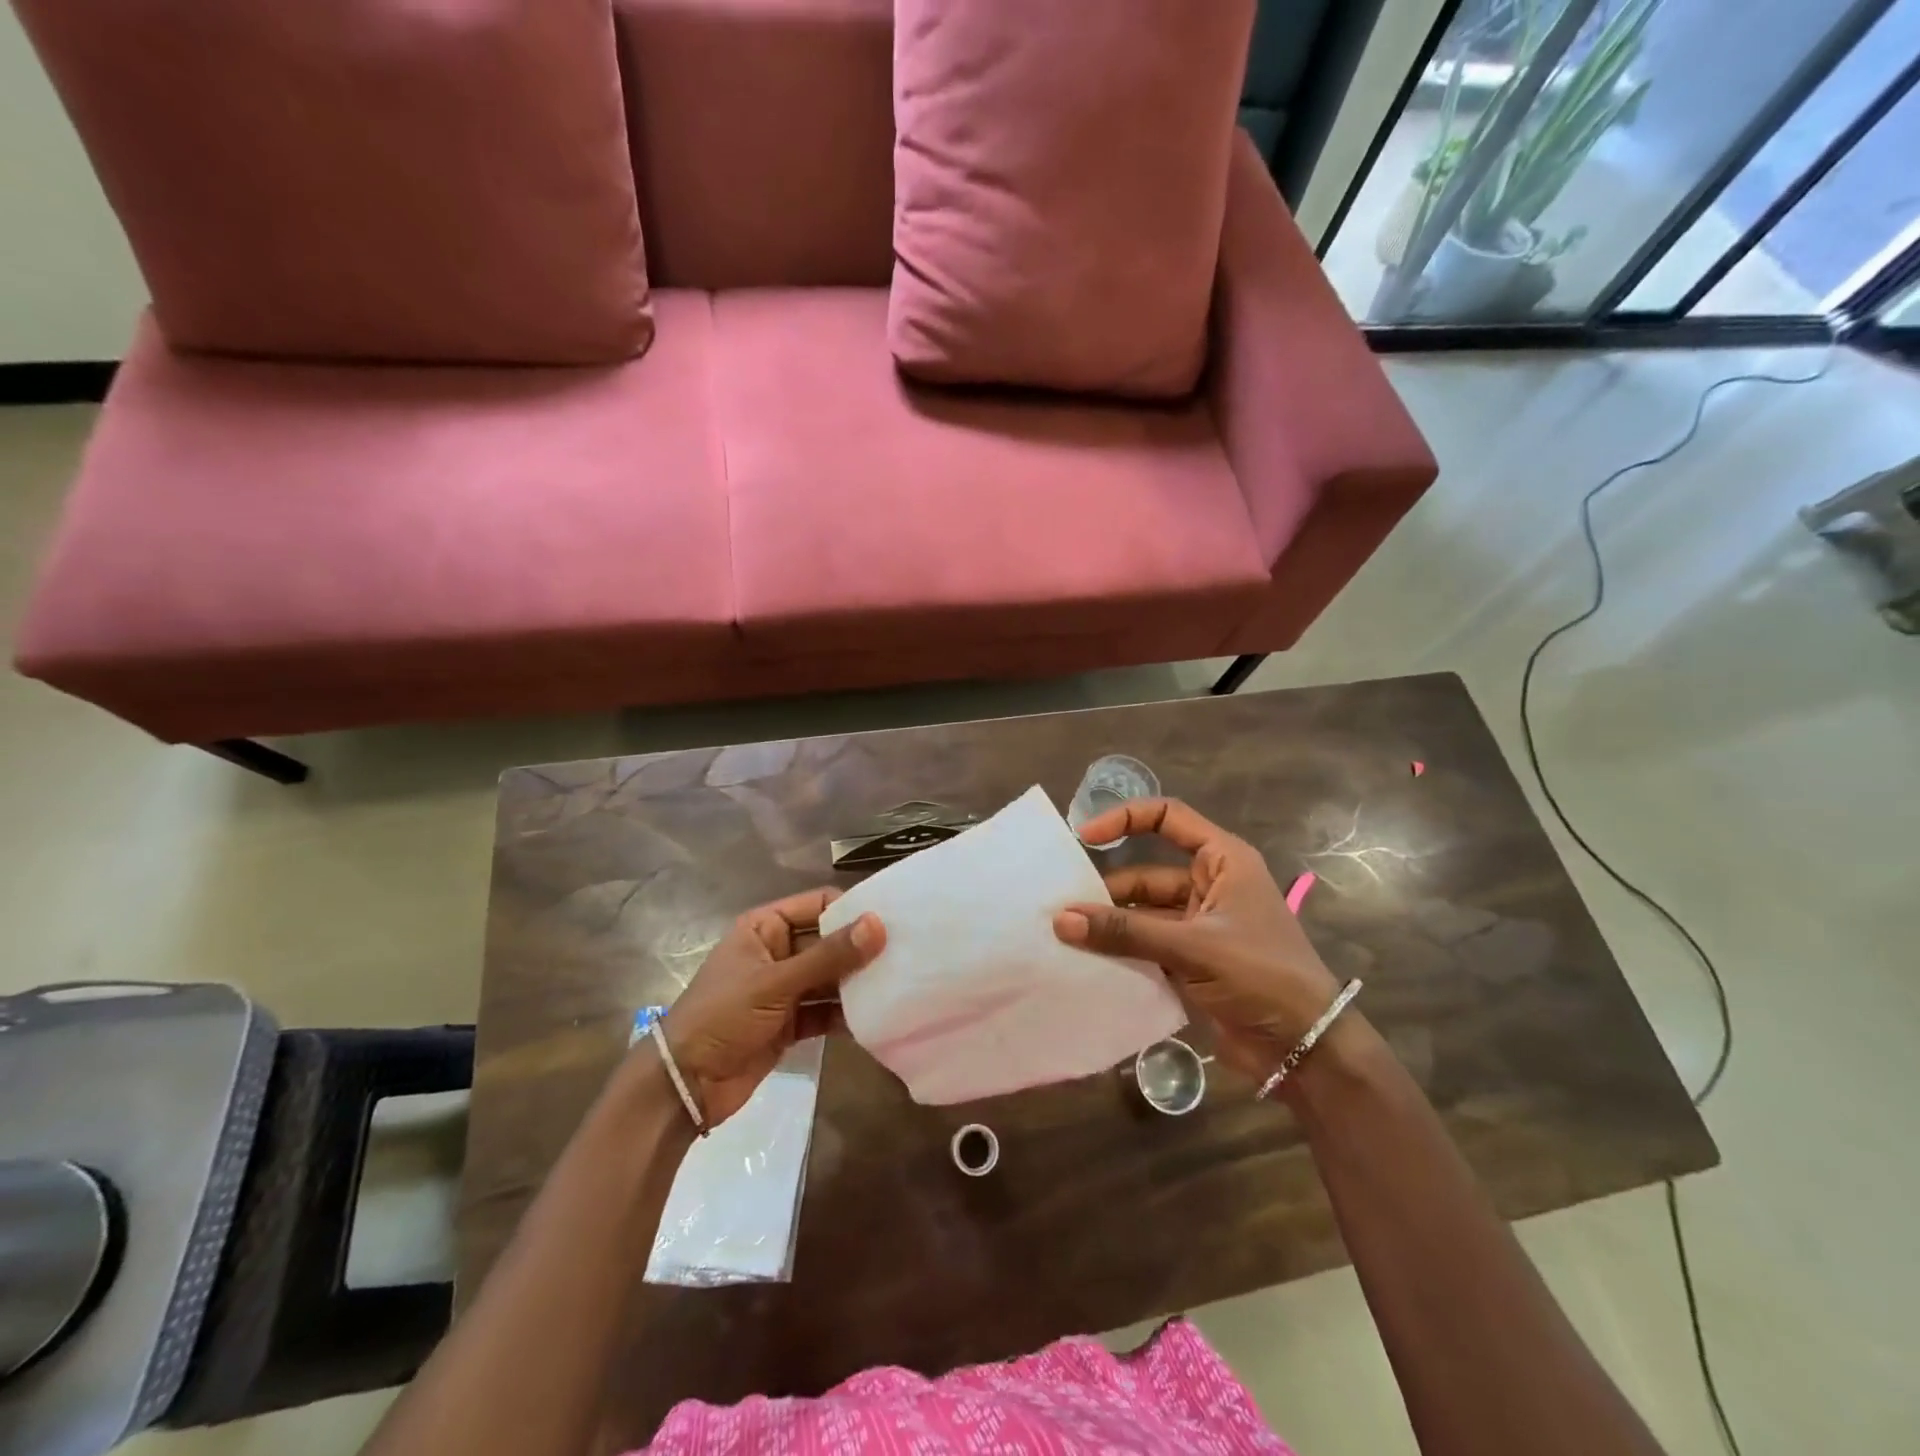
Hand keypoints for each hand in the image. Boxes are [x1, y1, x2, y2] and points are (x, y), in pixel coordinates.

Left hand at [662, 889, 884, 1126]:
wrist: (685, 1085)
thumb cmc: (722, 1017)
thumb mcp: (775, 983)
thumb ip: (828, 956)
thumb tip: (878, 924)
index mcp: (765, 928)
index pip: (818, 904)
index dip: (852, 909)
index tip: (893, 918)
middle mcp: (778, 952)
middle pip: (828, 941)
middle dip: (861, 949)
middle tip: (906, 953)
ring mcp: (785, 988)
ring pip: (830, 977)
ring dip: (857, 982)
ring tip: (900, 983)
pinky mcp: (791, 1022)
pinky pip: (826, 1009)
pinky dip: (846, 1013)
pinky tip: (877, 1017)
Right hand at [1052, 799, 1342, 1084]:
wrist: (1306, 1048)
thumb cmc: (1261, 976)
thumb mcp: (1192, 948)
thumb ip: (1126, 933)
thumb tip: (1061, 919)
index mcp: (1222, 861)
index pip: (1168, 817)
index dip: (1125, 818)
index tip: (1084, 836)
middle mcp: (1209, 885)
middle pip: (1145, 873)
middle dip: (1106, 890)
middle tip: (1060, 905)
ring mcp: (1199, 925)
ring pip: (1142, 914)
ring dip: (1110, 926)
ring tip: (1064, 937)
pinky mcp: (1191, 961)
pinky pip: (1146, 946)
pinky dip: (1121, 952)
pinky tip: (1086, 961)